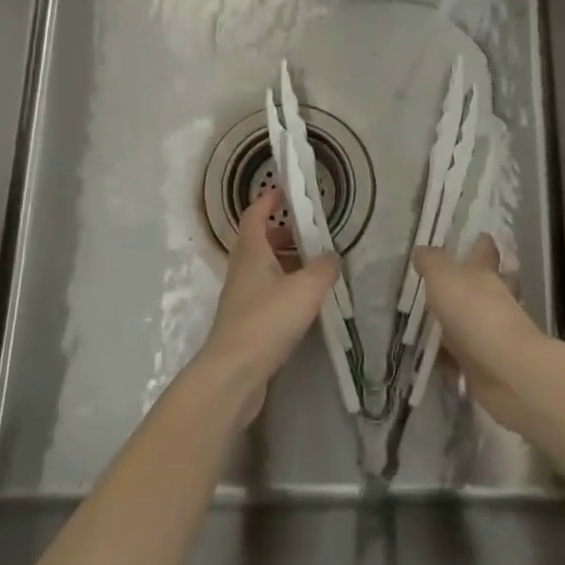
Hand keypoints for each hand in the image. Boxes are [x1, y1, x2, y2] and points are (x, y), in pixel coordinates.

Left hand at [195, 187, 338, 426]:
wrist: (233, 373)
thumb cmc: (267, 319)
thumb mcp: (306, 288)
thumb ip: (323, 268)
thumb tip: (331, 257)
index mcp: (251, 251)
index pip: (255, 214)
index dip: (269, 200)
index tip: (286, 191)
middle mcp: (242, 269)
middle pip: (260, 241)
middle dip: (283, 233)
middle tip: (311, 233)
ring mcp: (241, 297)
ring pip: (264, 269)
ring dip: (286, 262)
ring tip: (315, 267)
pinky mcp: (245, 323)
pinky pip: (267, 293)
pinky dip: (284, 288)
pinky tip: (305, 302)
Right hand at [413, 235, 548, 429]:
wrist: (505, 371)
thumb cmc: (475, 313)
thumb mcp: (444, 278)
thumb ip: (432, 263)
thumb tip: (422, 250)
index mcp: (486, 274)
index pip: (485, 251)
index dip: (481, 243)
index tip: (478, 235)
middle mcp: (494, 300)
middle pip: (486, 285)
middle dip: (472, 283)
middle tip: (447, 281)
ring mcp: (493, 334)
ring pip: (474, 320)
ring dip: (459, 321)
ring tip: (431, 320)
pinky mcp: (486, 364)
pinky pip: (465, 355)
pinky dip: (452, 355)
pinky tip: (434, 357)